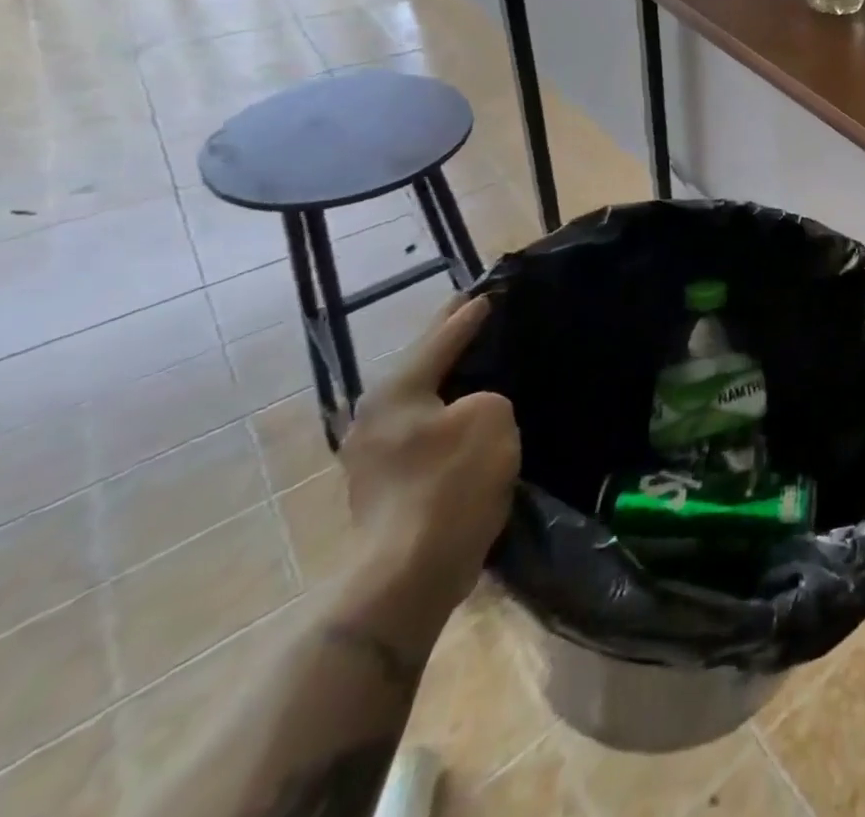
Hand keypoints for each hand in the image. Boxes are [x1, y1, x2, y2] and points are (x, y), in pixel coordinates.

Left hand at [337, 298, 519, 622]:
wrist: (409, 573)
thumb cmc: (451, 484)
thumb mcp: (491, 418)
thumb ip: (487, 396)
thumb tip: (472, 410)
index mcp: (395, 392)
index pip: (440, 338)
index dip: (468, 314)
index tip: (489, 292)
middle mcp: (374, 416)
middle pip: (422, 366)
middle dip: (449, 342)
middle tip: (476, 315)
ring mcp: (373, 454)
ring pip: (421, 400)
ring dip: (449, 381)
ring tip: (480, 363)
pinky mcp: (385, 485)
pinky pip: (424, 430)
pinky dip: (446, 414)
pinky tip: (468, 414)